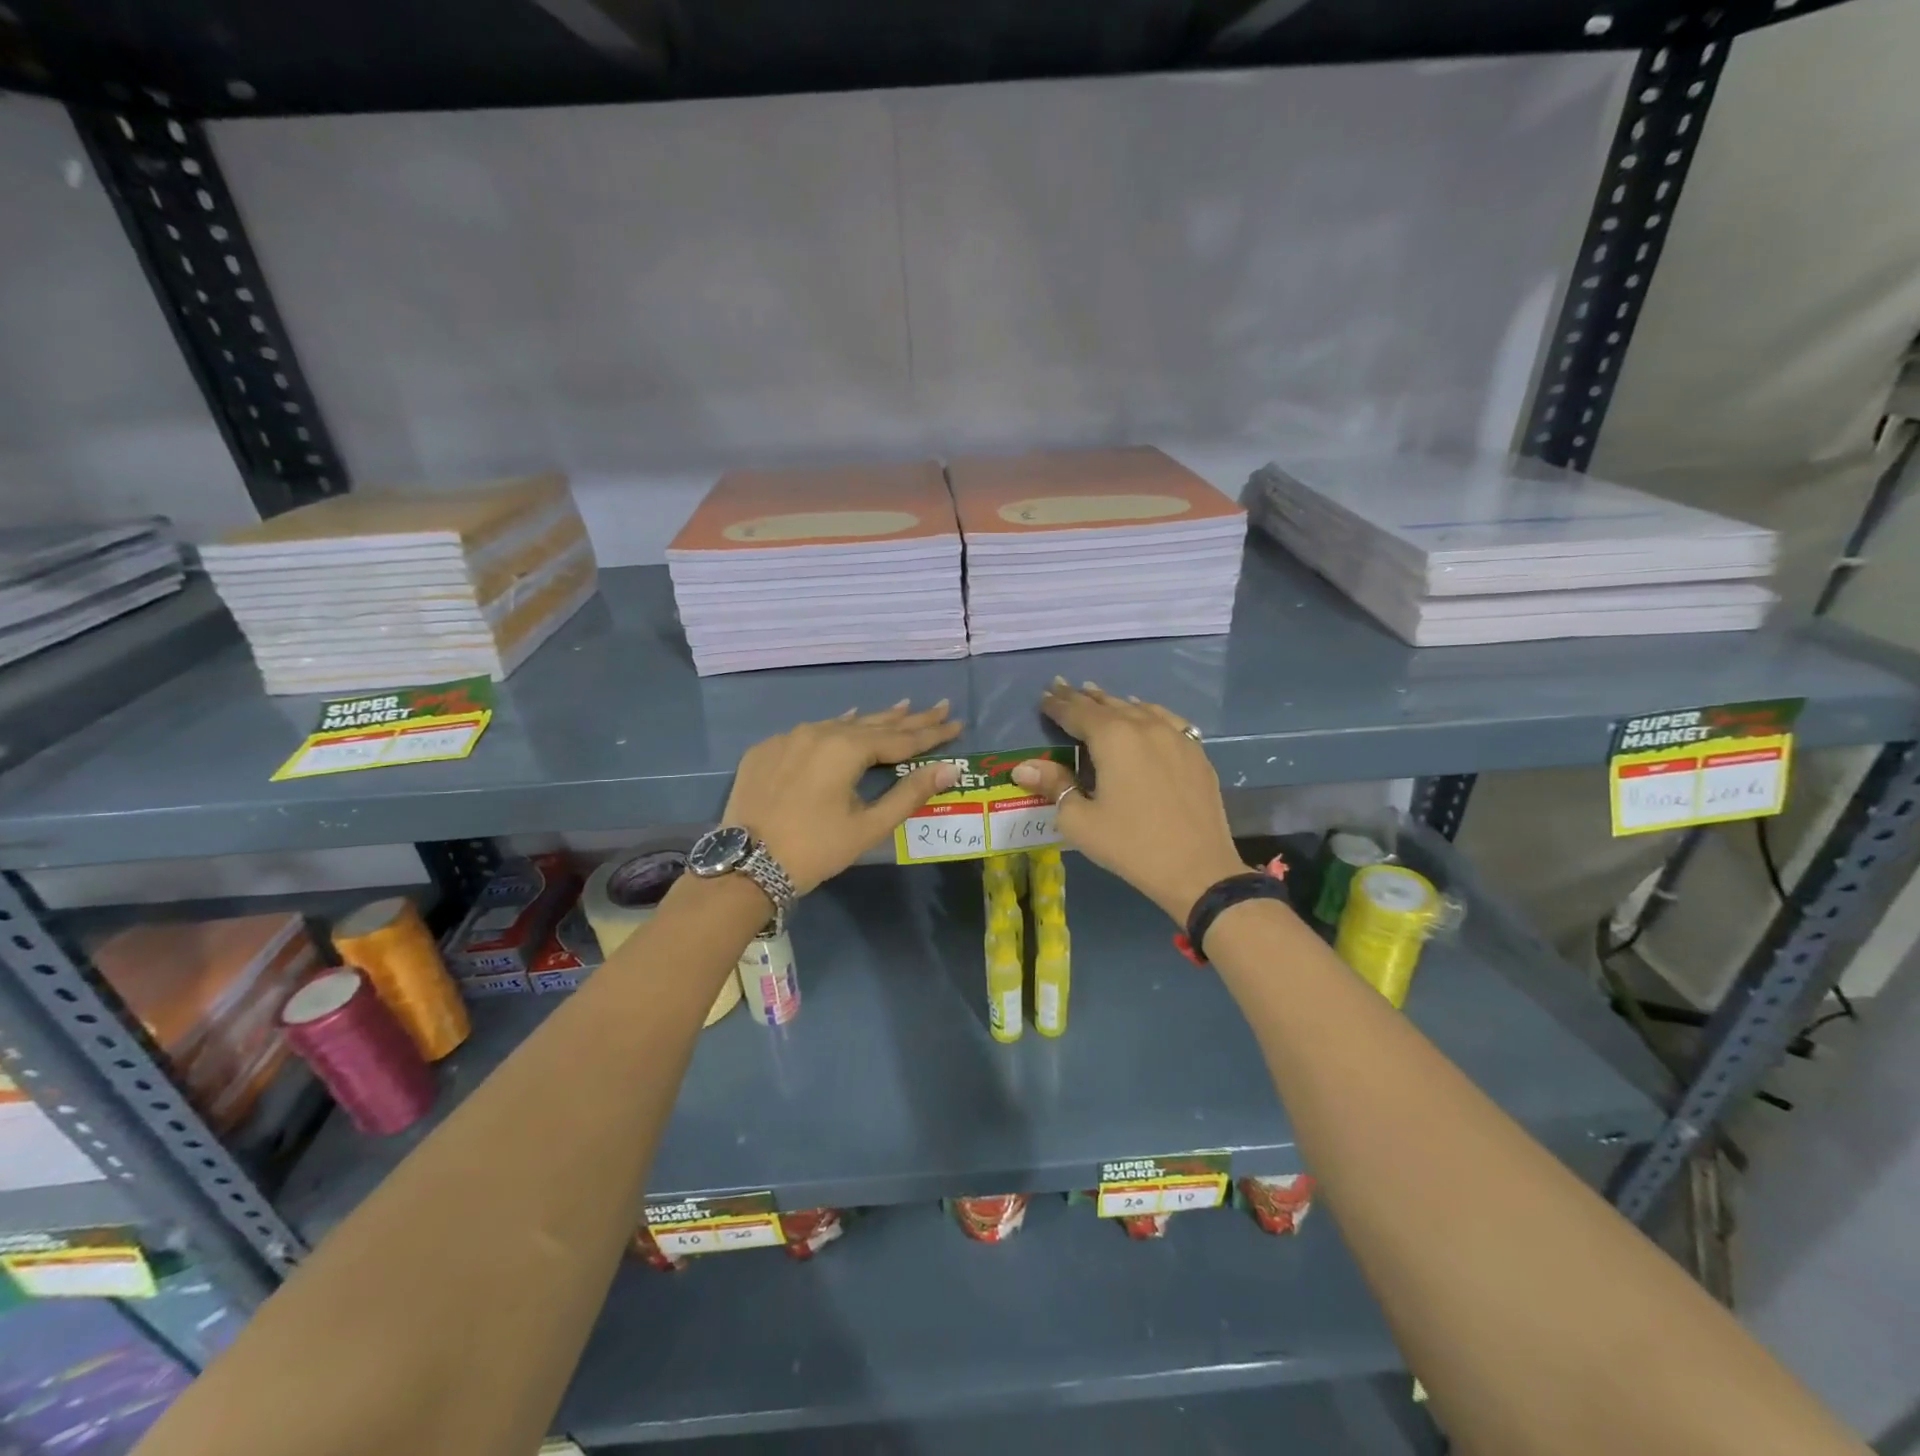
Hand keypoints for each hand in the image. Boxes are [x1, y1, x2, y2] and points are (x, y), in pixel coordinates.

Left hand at [723, 700, 963, 894]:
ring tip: (900, 708)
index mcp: (846, 749)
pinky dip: (835, 728)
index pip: (901, 738)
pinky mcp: (766, 750)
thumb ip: (910, 793)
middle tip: (938, 706)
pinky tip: (844, 723)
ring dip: (873, 720)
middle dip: (909, 718)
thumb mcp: (868, 826)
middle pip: (874, 724)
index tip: (957, 722)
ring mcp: (789, 738)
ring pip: (841, 724)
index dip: (932, 733)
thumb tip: (950, 769)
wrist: (745, 865)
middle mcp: (819, 732)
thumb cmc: (815, 849)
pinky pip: (810, 732)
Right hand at [1010, 681, 1244, 921]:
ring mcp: (1176, 737)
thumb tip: (1024, 767)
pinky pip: (1166, 720)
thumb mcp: (1080, 821)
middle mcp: (1145, 727)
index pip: (1077, 712)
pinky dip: (1147, 712)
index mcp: (1113, 738)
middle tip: (1062, 687)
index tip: (1043, 696)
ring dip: (1113, 702)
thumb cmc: (1130, 845)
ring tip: (1096, 695)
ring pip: (1138, 709)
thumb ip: (1054, 786)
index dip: (1057, 704)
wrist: (1198, 869)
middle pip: (1108, 704)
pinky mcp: (1196, 752)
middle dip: (1082, 697)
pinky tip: (1144, 714)